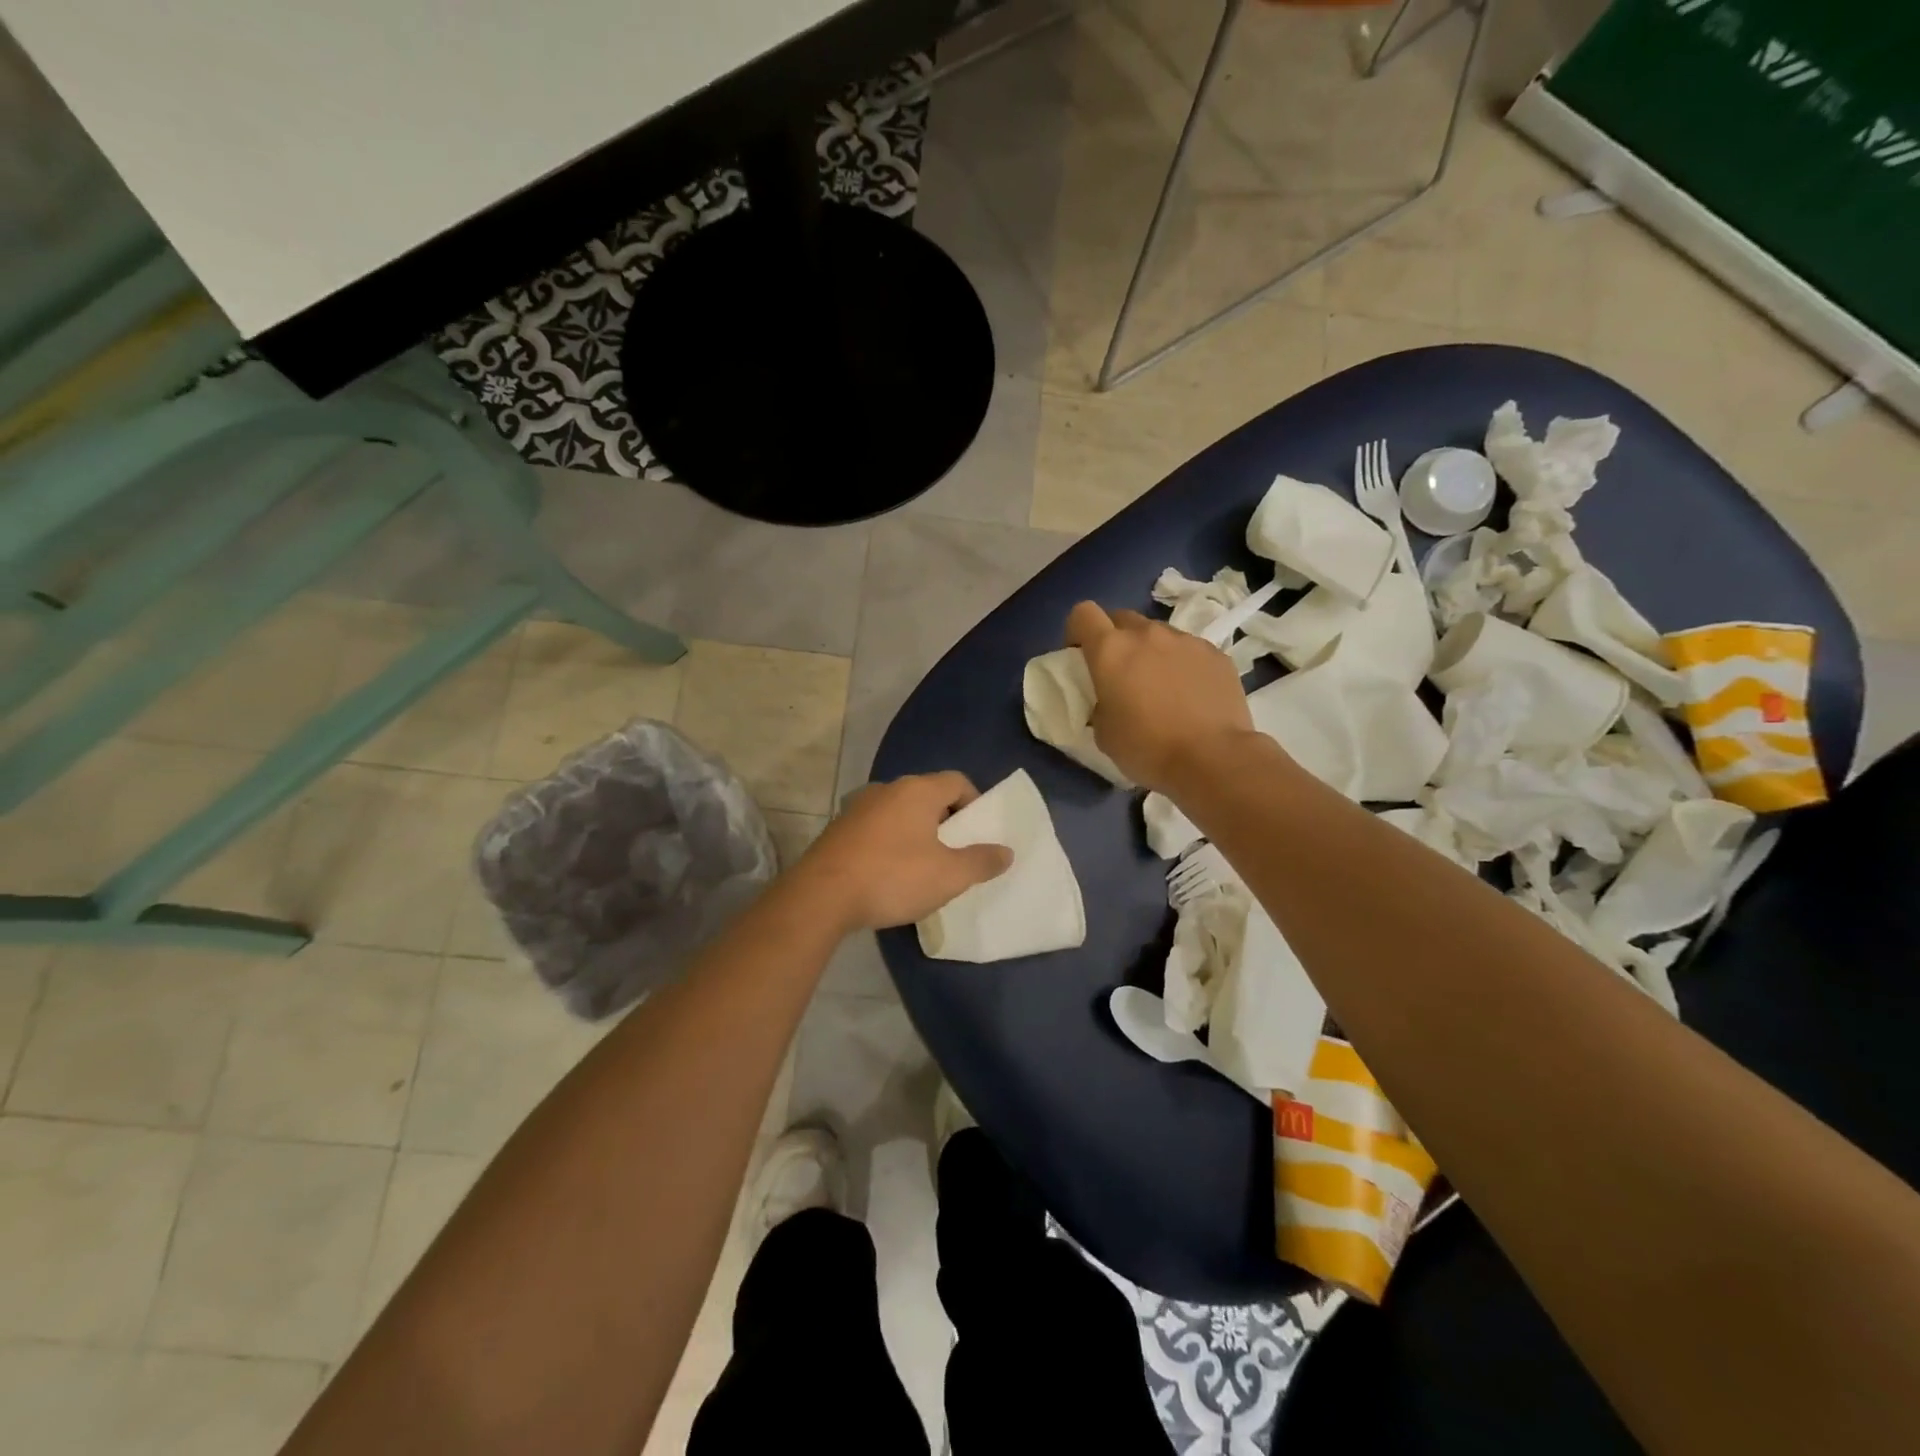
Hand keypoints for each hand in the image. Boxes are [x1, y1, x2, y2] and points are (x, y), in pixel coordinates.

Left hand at [791, 772, 1012, 933]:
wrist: (821, 896)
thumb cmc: (893, 877)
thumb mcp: (949, 876)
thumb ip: (981, 861)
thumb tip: (1006, 851)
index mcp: (917, 790)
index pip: (957, 781)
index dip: (975, 804)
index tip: (978, 835)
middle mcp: (887, 789)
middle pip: (928, 795)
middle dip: (945, 821)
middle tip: (954, 853)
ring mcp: (858, 807)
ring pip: (899, 812)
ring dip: (915, 833)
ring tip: (922, 867)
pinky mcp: (838, 829)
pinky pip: (876, 828)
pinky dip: (889, 843)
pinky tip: (888, 874)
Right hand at [1066, 601, 1256, 791]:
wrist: (1212, 759)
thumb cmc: (1147, 748)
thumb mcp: (1103, 732)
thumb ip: (1099, 703)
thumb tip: (1110, 700)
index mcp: (1111, 650)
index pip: (1082, 613)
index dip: (1077, 631)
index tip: (1080, 656)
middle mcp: (1147, 634)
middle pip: (1122, 619)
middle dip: (1115, 639)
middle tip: (1120, 673)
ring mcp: (1186, 641)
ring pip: (1158, 634)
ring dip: (1151, 652)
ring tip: (1161, 687)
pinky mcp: (1216, 654)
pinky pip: (1190, 651)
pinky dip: (1183, 665)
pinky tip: (1191, 696)